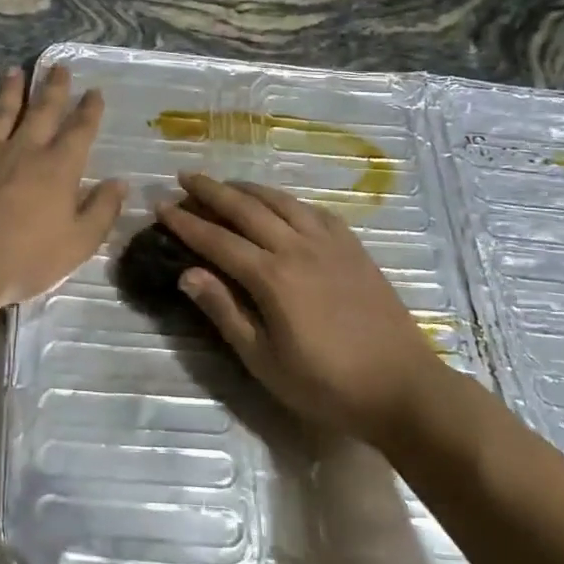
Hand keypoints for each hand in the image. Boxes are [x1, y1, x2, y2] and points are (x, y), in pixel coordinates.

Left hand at [0, 66, 126, 305]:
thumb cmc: (27, 258)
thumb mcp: (78, 243)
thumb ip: (102, 211)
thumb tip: (120, 184)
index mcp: (58, 168)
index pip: (79, 130)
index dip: (89, 110)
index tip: (94, 91)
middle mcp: (24, 151)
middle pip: (41, 112)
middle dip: (53, 88)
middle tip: (58, 66)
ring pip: (0, 115)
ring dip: (9, 92)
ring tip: (14, 71)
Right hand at [157, 173, 439, 441]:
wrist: (403, 387)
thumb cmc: (327, 383)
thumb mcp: (265, 360)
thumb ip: (225, 312)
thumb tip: (187, 273)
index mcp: (272, 277)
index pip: (217, 240)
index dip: (186, 222)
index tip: (161, 205)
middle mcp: (297, 248)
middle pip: (246, 208)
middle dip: (211, 190)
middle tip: (185, 176)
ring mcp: (330, 243)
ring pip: (281, 201)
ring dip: (248, 188)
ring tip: (226, 183)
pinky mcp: (353, 247)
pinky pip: (314, 210)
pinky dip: (288, 200)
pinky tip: (281, 203)